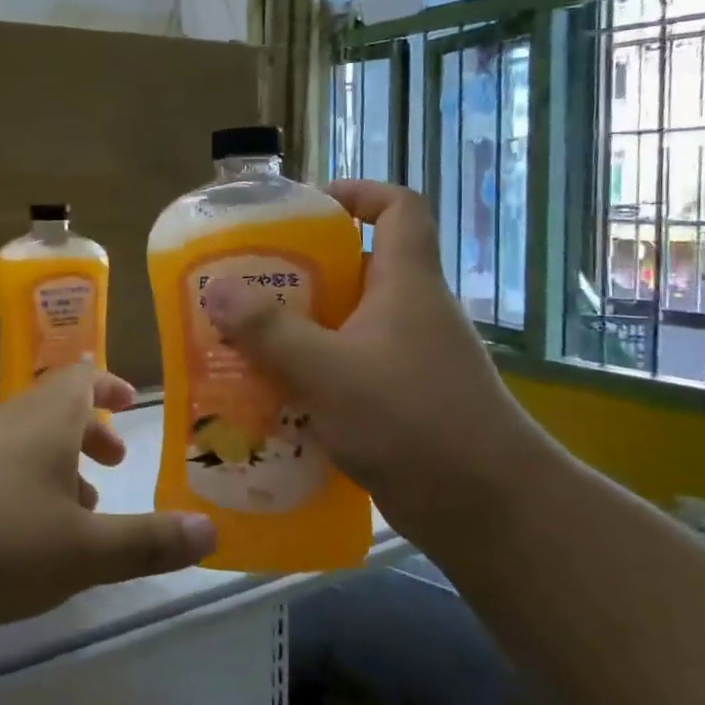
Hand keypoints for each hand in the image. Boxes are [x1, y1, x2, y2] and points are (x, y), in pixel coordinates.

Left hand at [0, 364, 217, 632]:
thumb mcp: (85, 551)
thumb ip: (149, 541)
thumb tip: (211, 531)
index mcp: (46, 420)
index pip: (83, 378)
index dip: (110, 385)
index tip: (132, 402)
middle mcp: (8, 423)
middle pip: (55, 408)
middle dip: (90, 431)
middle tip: (114, 463)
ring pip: (25, 442)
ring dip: (58, 465)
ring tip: (81, 511)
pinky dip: (25, 487)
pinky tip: (25, 537)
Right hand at [202, 180, 549, 534]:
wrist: (488, 511)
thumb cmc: (412, 420)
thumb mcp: (327, 369)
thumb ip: (269, 330)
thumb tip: (217, 289)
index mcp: (406, 282)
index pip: (399, 207)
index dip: (357, 193)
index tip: (306, 208)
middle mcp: (410, 312)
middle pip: (356, 268)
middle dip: (300, 272)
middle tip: (245, 285)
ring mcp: (408, 359)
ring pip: (345, 325)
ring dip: (297, 330)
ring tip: (242, 341)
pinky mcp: (400, 401)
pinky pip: (346, 370)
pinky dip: (311, 374)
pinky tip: (269, 395)